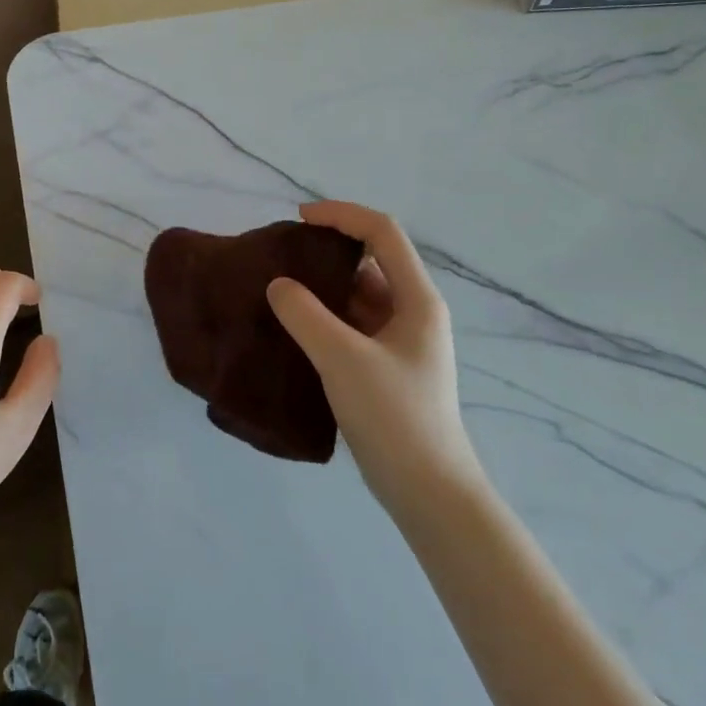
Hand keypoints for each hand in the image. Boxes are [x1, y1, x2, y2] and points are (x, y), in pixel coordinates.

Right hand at [266, 201, 481, 513]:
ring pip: (360, 295)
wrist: (428, 491)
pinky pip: (353, 325)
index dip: (341, 215)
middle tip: (283, 256)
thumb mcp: (342, 359)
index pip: (382, 233)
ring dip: (324, 286)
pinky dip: (326, 317)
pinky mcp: (387, 367)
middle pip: (371, 260)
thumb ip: (305, 315)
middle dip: (328, 249)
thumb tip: (277, 285)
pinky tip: (295, 328)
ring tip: (281, 290)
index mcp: (417, 299)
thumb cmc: (394, 416)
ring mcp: (401, 341)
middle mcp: (413, 312)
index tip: (299, 219)